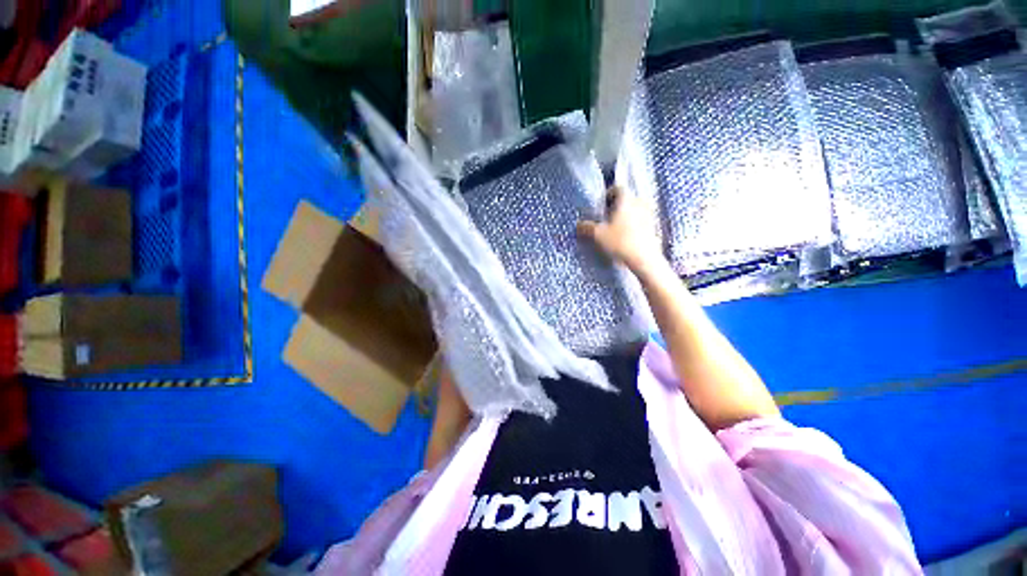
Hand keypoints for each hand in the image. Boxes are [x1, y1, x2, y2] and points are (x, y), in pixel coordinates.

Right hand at [577, 187, 664, 274]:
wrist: (644, 259)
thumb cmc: (620, 242)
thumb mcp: (598, 235)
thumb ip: (587, 227)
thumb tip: (578, 225)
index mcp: (626, 200)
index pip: (618, 188)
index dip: (608, 194)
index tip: (601, 205)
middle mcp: (640, 203)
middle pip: (627, 199)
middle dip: (617, 206)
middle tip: (607, 218)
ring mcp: (650, 215)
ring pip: (636, 210)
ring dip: (626, 216)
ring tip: (616, 229)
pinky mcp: (655, 228)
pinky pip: (642, 221)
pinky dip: (634, 225)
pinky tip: (627, 238)